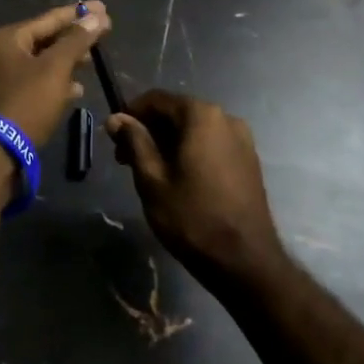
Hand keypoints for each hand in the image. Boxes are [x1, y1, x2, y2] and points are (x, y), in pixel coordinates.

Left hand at [0, 1, 110, 147]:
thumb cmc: (25, 103)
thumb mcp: (54, 69)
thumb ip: (76, 41)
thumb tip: (96, 16)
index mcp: (7, 38)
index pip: (49, 18)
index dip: (78, 13)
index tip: (103, 7)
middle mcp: (0, 53)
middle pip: (44, 39)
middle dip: (73, 38)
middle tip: (102, 33)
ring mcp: (1, 78)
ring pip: (41, 62)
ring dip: (66, 61)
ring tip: (92, 61)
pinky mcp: (6, 101)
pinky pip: (36, 82)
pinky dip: (55, 82)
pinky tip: (76, 90)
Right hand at [106, 89, 283, 285]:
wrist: (247, 264)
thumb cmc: (193, 218)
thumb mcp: (152, 180)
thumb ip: (134, 142)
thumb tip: (116, 118)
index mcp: (201, 115)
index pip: (157, 99)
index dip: (131, 114)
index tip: (114, 138)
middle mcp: (225, 117)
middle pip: (177, 113)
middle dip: (149, 130)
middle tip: (127, 160)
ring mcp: (242, 139)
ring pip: (194, 130)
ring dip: (169, 143)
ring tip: (151, 173)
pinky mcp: (249, 161)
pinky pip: (211, 145)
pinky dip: (191, 152)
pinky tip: (179, 179)